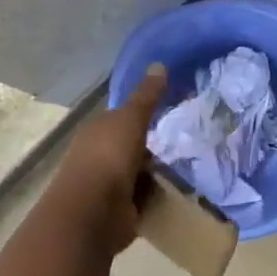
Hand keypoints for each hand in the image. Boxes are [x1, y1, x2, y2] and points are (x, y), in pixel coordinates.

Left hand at [48, 64, 168, 253]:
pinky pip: (141, 198)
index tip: (168, 115)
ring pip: (137, 173)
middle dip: (151, 147)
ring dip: (154, 174)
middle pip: (130, 146)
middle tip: (182, 144)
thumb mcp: (132, 119)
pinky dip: (153, 197)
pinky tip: (171, 192)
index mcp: (97, 130)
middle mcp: (98, 155)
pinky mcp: (117, 210)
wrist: (93, 212)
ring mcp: (106, 185)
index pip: (121, 118)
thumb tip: (159, 63)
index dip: (142, 115)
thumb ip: (147, 96)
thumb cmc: (110, 157)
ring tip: (183, 168)